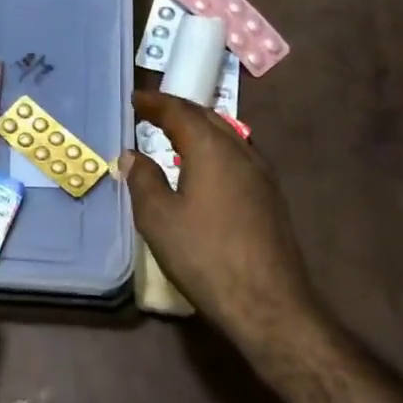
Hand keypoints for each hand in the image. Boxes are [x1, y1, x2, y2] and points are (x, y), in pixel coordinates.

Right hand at [122, 91, 318, 346]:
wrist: (268, 303)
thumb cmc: (205, 255)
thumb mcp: (158, 219)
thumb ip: (143, 180)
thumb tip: (132, 155)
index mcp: (211, 148)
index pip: (179, 111)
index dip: (155, 102)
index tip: (134, 99)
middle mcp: (240, 150)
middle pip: (206, 117)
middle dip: (178, 110)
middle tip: (152, 111)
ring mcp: (261, 173)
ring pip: (226, 135)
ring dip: (198, 128)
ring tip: (175, 134)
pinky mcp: (270, 196)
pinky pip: (236, 154)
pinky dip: (213, 148)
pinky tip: (204, 167)